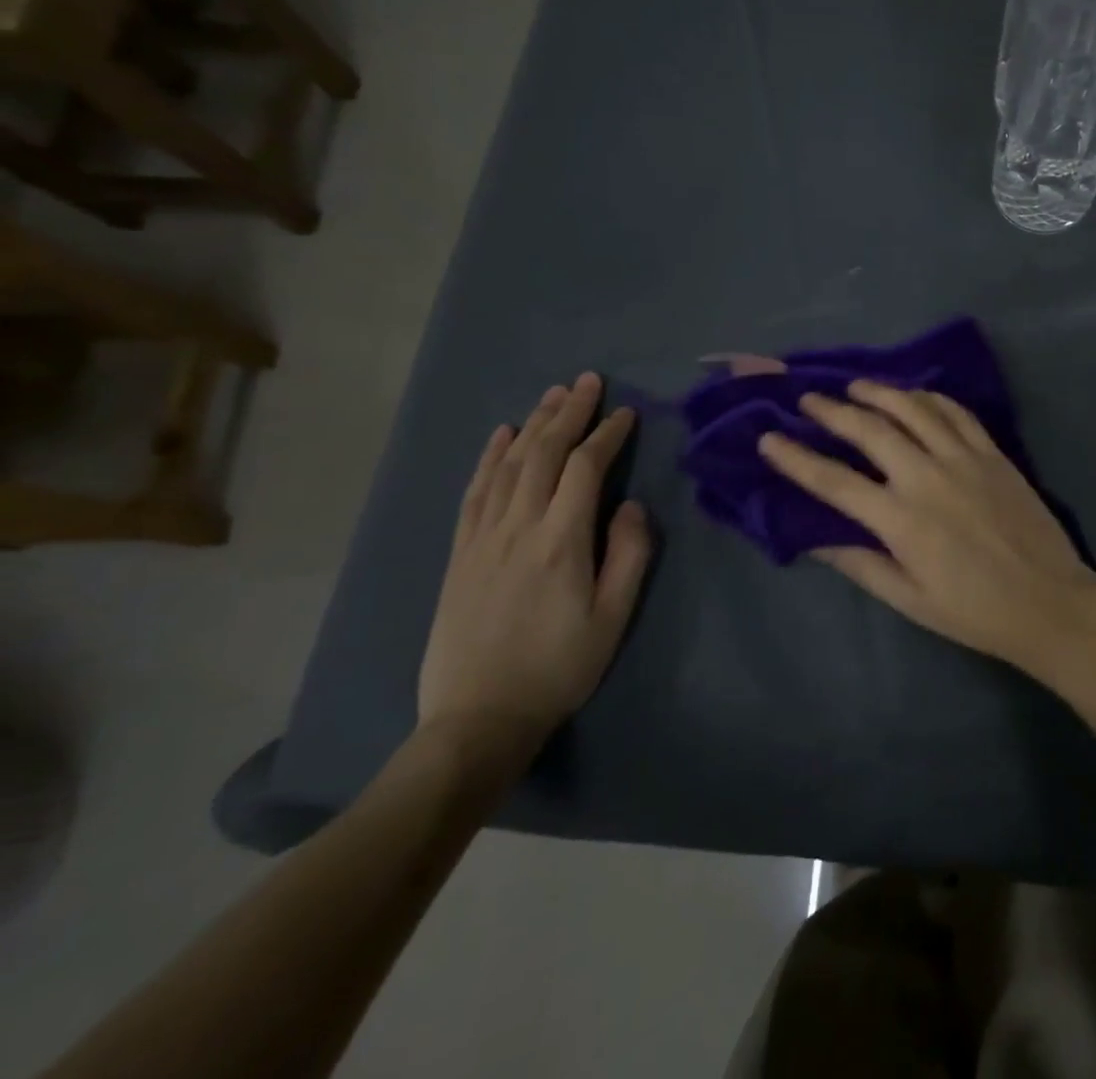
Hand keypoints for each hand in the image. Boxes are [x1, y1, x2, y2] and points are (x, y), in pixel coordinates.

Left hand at [418, 373, 652, 767]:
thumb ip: (629, 555)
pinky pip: (475, 491)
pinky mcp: (460, 553)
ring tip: (553, 395)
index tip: (626, 413)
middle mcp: (518, 527)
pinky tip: (501, 435)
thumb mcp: (614, 617)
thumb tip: (631, 505)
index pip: (585, 469)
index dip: (606, 435)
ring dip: (532, 424)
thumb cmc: (559, 667)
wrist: (478, 718)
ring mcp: (482, 538)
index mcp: (561, 542)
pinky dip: (489, 457)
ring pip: (508, 465)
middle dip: (568, 413)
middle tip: (588, 381)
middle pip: (542, 454)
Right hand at [756, 381, 1095, 677]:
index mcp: (901, 520)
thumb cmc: (974, 611)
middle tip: (808, 400)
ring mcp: (965, 459)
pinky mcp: (994, 453)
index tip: (769, 438)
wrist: (1050, 601)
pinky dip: (930, 398)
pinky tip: (916, 395)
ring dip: (880, 392)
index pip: (833, 481)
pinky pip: (957, 413)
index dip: (796, 458)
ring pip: (914, 409)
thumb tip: (814, 537)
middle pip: (871, 430)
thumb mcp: (909, 599)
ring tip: (855, 386)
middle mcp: (928, 477)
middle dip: (832, 411)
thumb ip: (860, 563)